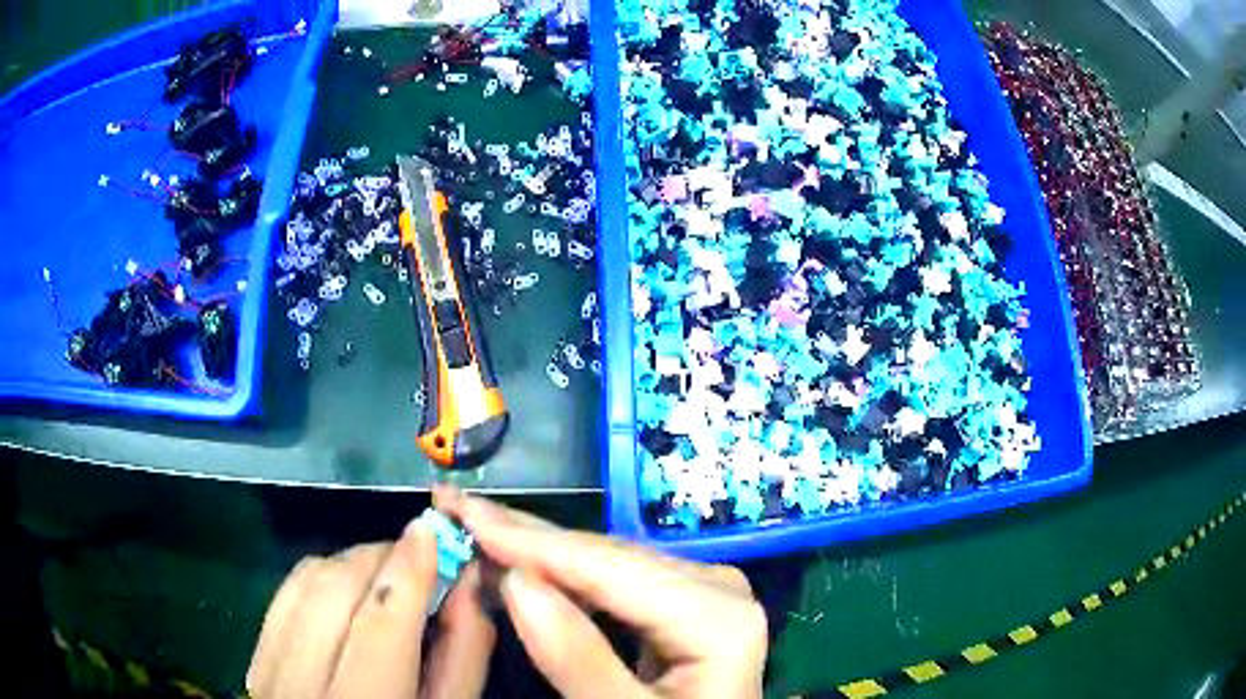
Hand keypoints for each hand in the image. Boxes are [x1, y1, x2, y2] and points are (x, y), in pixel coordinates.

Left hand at [247, 519, 495, 698]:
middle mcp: (300, 685)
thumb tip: (466, 580)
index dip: (406, 573)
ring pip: (303, 585)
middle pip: (332, 593)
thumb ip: (462, 651)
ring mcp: (268, 669)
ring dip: (349, 563)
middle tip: (416, 555)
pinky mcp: (256, 657)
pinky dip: (319, 576)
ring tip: (384, 572)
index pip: (379, 628)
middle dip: (377, 558)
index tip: (430, 530)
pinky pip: (284, 595)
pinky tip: (344, 587)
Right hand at [435, 487, 766, 698]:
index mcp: (717, 615)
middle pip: (606, 557)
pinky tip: (524, 566)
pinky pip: (615, 583)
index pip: (606, 566)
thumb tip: (514, 580)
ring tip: (476, 529)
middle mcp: (716, 587)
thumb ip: (577, 658)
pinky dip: (564, 576)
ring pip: (606, 564)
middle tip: (455, 506)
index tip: (459, 510)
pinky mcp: (685, 605)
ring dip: (538, 551)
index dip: (527, 539)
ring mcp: (703, 592)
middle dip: (524, 535)